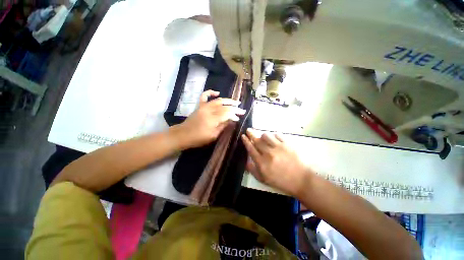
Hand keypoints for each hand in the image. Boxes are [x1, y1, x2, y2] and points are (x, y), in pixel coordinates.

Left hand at [172, 90, 245, 149]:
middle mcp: (209, 110)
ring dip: (228, 100)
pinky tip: (217, 93)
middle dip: (235, 108)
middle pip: (224, 106)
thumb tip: (232, 121)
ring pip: (218, 101)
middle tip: (242, 110)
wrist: (183, 135)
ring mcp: (203, 107)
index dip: (234, 115)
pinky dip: (210, 92)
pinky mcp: (199, 106)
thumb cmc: (198, 138)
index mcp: (213, 119)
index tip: (239, 118)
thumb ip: (223, 127)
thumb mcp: (213, 136)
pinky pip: (204, 96)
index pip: (227, 114)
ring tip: (236, 102)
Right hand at [241, 129, 313, 196]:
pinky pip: (277, 135)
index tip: (243, 136)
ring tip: (263, 137)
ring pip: (266, 136)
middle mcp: (268, 153)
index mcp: (262, 162)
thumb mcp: (264, 179)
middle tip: (248, 130)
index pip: (251, 148)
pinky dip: (274, 135)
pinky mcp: (287, 144)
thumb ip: (253, 170)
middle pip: (256, 140)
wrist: (301, 180)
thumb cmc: (281, 181)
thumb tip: (246, 161)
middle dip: (251, 134)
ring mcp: (278, 147)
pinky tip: (274, 138)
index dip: (246, 141)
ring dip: (262, 135)